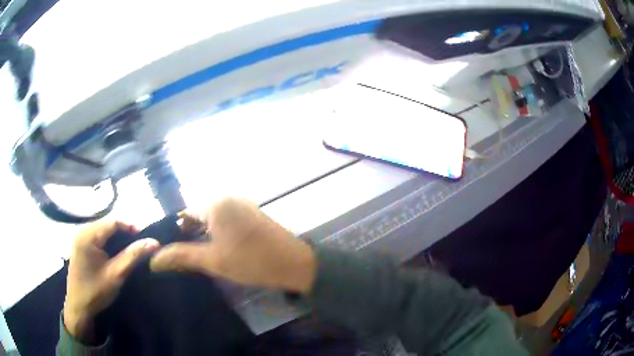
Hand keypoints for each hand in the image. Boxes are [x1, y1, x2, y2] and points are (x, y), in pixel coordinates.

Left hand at [64, 221, 159, 342]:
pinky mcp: (80, 244)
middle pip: (108, 223)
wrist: (78, 306)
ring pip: (103, 229)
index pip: (113, 221)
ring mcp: (80, 236)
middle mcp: (82, 230)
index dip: (131, 226)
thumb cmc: (96, 291)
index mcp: (88, 235)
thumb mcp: (116, 275)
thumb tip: (154, 242)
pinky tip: (116, 252)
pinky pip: (98, 235)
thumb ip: (133, 256)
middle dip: (125, 232)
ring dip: (118, 237)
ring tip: (131, 248)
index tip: (146, 238)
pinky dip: (109, 241)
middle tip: (140, 245)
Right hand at [150, 198, 315, 292]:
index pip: (185, 213)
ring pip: (212, 217)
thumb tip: (153, 260)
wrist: (294, 264)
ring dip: (203, 234)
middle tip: (184, 256)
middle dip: (189, 233)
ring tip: (198, 255)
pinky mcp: (252, 214)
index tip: (171, 250)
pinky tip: (218, 249)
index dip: (175, 231)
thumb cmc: (251, 261)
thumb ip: (181, 256)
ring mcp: (242, 205)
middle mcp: (228, 198)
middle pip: (198, 213)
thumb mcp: (213, 260)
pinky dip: (217, 232)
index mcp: (216, 203)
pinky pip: (226, 219)